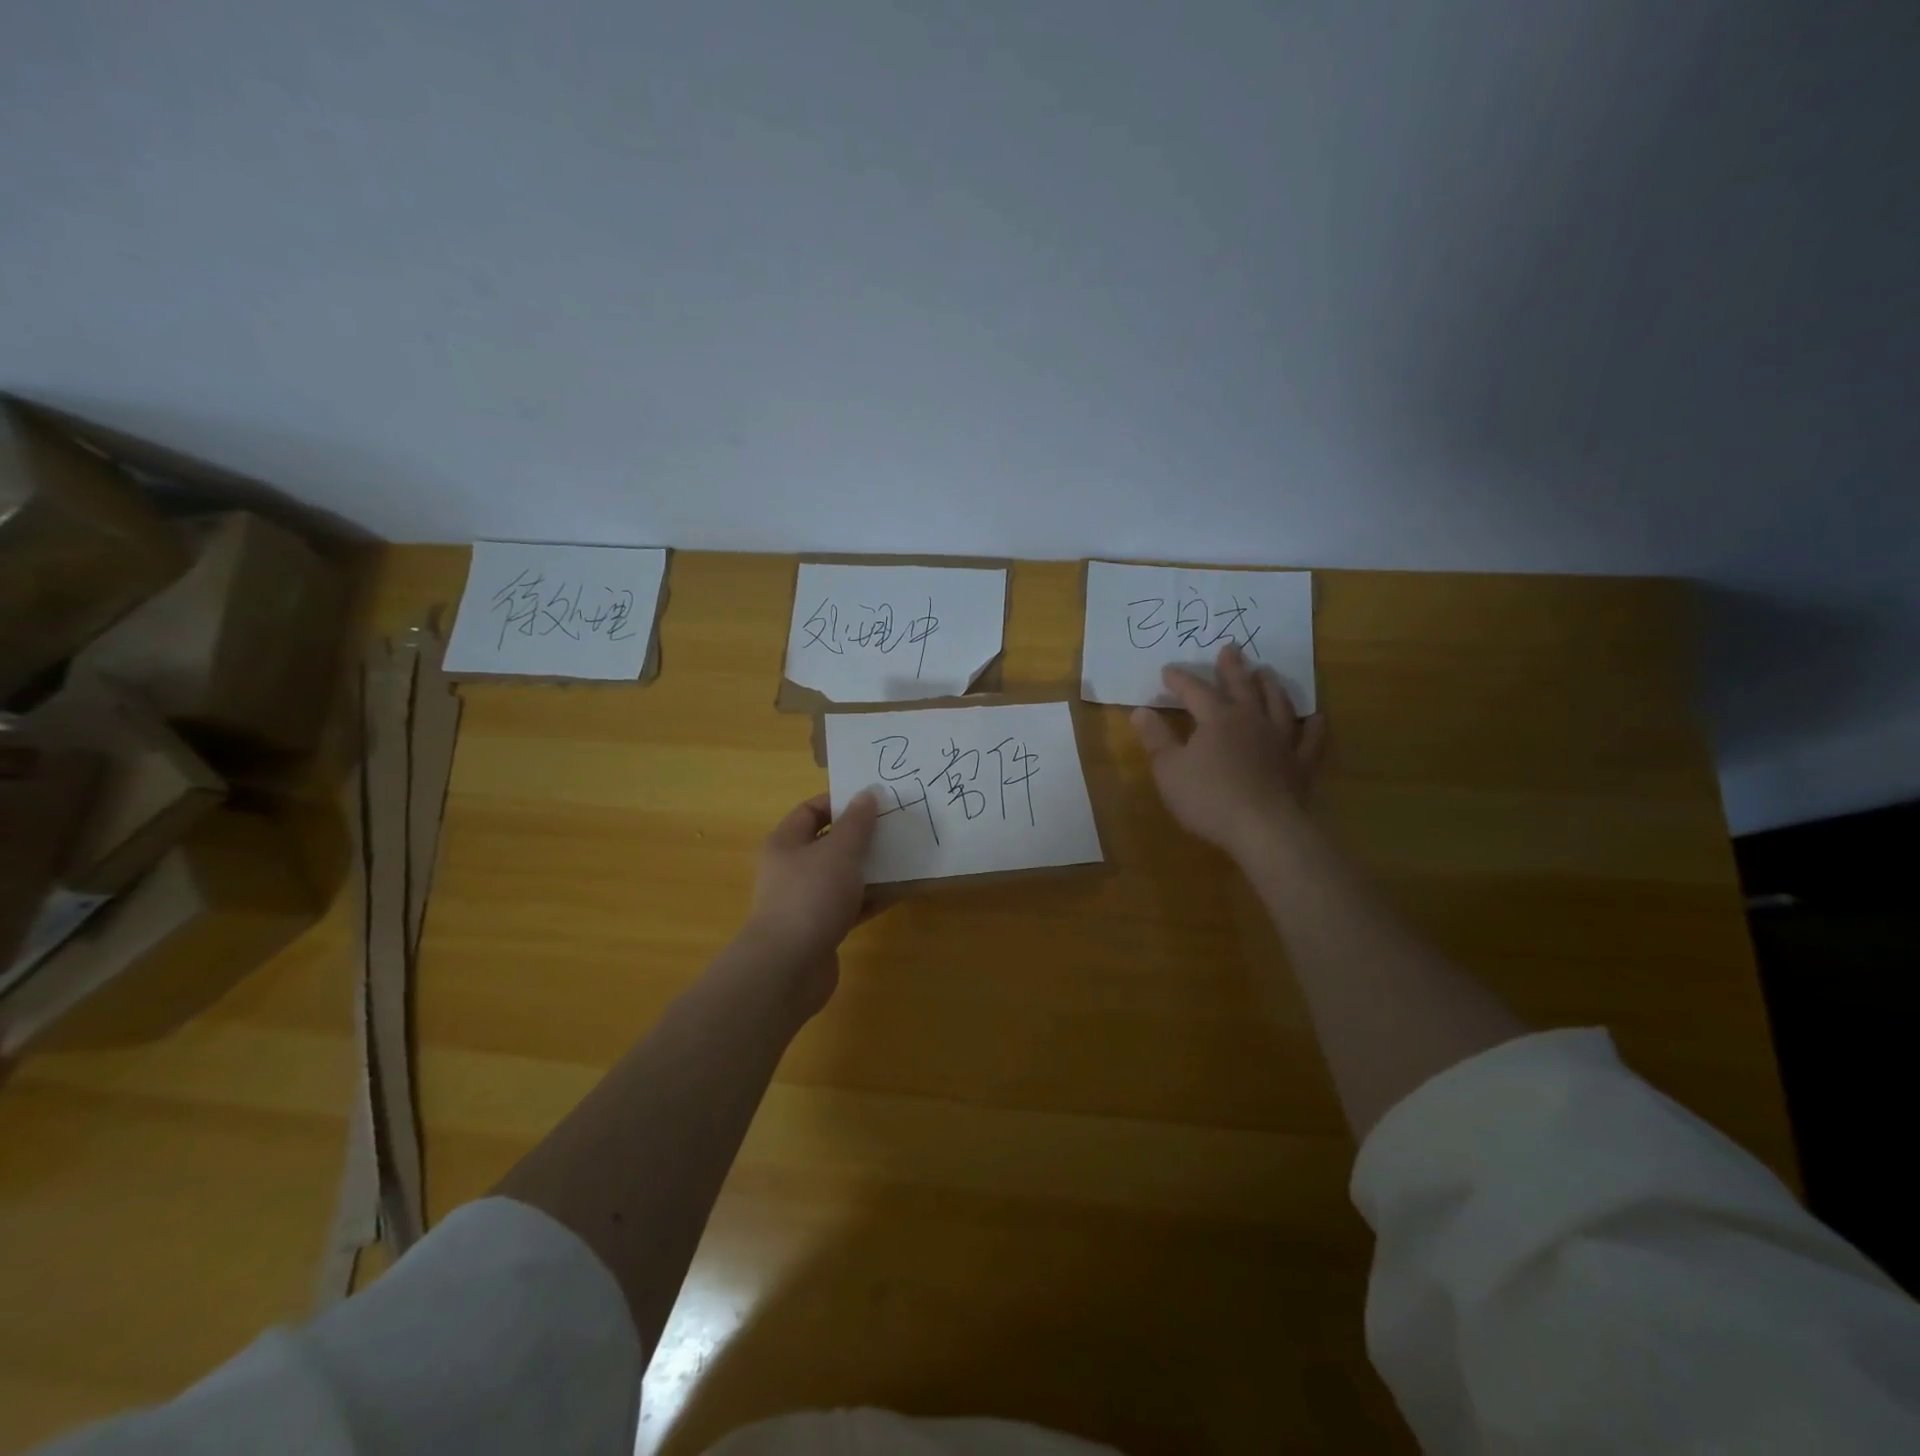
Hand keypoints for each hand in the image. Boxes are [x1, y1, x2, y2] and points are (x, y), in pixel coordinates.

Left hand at [742, 790, 880, 1001]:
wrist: (789, 967)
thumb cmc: (810, 896)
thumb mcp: (839, 850)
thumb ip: (857, 822)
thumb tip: (868, 793)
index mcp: (786, 842)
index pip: (812, 810)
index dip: (842, 802)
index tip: (876, 801)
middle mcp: (791, 868)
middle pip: (829, 843)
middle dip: (862, 836)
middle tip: (896, 827)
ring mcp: (804, 901)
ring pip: (842, 876)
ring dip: (869, 868)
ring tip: (904, 857)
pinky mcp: (820, 928)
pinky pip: (849, 905)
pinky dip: (870, 898)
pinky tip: (898, 892)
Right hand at [1130, 642, 1324, 860]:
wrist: (1263, 830)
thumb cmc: (1208, 798)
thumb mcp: (1168, 769)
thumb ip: (1155, 739)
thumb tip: (1140, 711)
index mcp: (1217, 719)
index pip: (1195, 691)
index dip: (1180, 679)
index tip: (1168, 670)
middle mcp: (1251, 720)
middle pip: (1241, 687)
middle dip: (1231, 668)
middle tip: (1231, 648)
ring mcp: (1280, 741)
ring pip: (1277, 704)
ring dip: (1270, 686)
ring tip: (1266, 672)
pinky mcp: (1300, 765)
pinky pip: (1310, 740)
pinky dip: (1313, 727)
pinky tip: (1316, 717)